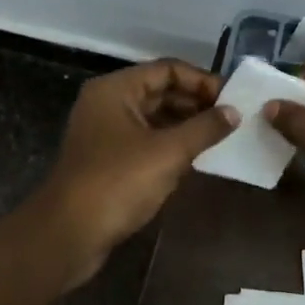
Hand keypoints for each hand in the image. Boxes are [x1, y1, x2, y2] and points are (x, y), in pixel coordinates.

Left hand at [31, 59, 237, 287]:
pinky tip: (197, 158)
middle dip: (196, 103)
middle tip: (232, 120)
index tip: (233, 100)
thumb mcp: (168, 153)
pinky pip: (146, 142)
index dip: (202, 81)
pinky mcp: (108, 161)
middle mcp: (108, 104)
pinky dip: (171, 145)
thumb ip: (204, 128)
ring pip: (154, 118)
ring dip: (186, 125)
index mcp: (116, 90)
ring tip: (221, 138)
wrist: (69, 234)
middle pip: (160, 92)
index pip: (167, 70)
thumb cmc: (118, 183)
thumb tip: (234, 111)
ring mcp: (106, 133)